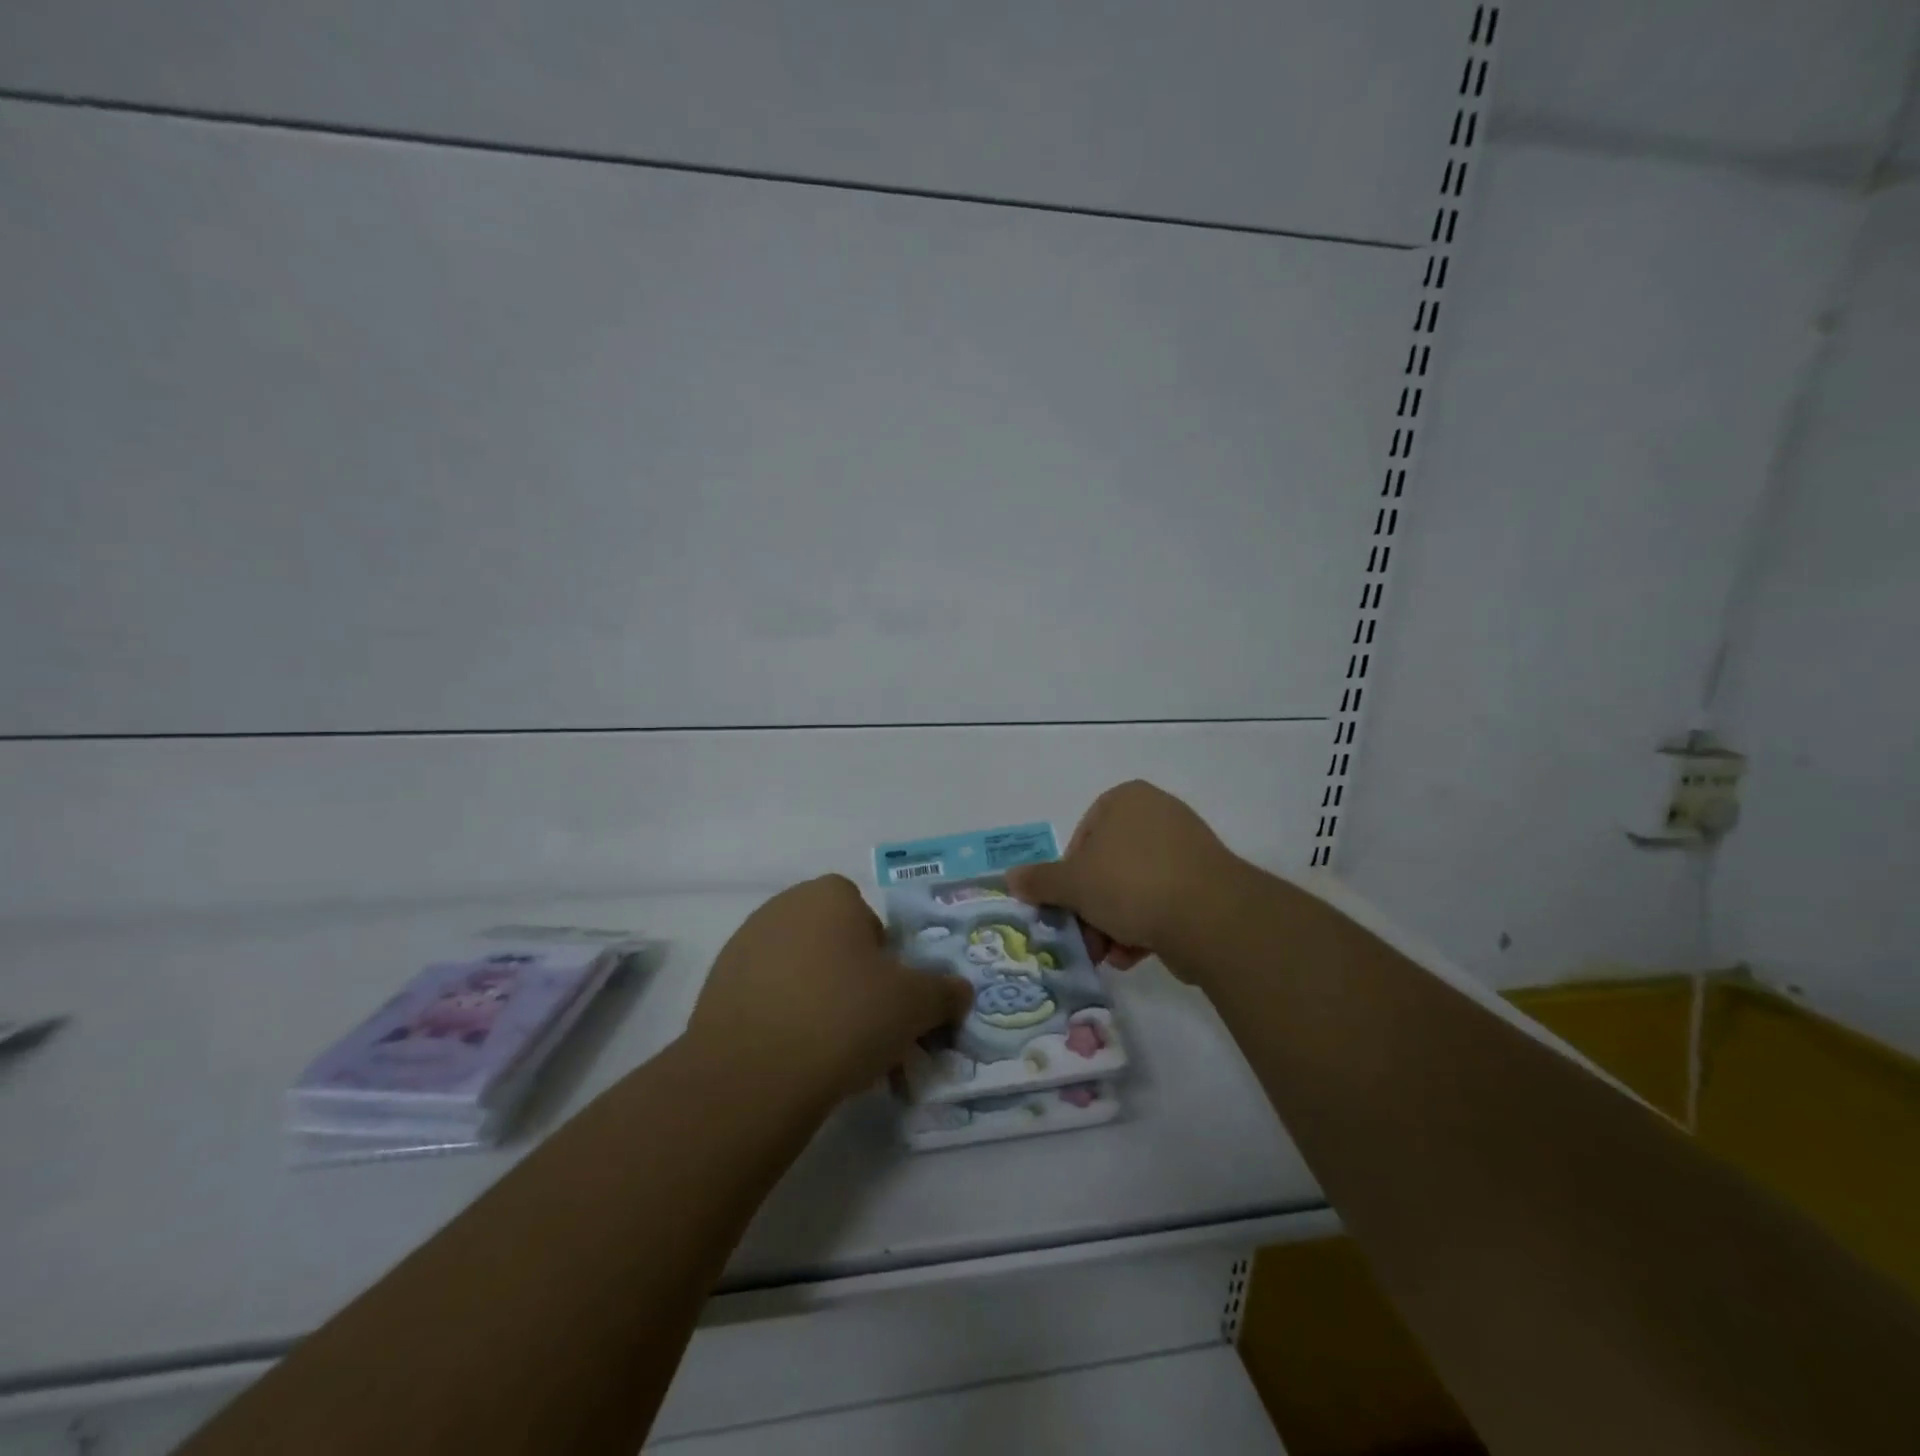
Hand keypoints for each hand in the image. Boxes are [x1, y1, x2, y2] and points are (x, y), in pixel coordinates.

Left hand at [688, 875, 973, 1103]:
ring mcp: (743, 945)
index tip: (886, 995)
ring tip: (828, 1049)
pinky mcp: (716, 987)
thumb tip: (961, 991)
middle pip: (831, 942)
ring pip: (798, 970)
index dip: (883, 956)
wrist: (754, 1074)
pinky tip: (792, 1057)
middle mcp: (782, 907)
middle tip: (864, 1024)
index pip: (868, 917)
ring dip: (816, 998)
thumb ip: (944, 991)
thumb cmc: (845, 1017)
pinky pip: (765, 997)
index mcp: (829, 895)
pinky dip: (782, 1018)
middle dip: (850, 977)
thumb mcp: (915, 1005)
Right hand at [1005, 781, 1245, 974]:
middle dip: (1092, 908)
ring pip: (1133, 888)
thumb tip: (1010, 878)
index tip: (1067, 907)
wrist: (1209, 916)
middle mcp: (1157, 814)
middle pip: (1107, 866)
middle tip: (1085, 940)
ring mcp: (1186, 847)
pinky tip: (1136, 955)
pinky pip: (1162, 900)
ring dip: (1114, 924)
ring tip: (1111, 955)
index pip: (1081, 837)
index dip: (1068, 877)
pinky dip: (1145, 926)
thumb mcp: (1073, 884)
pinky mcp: (1206, 880)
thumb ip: (1039, 880)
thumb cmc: (1130, 883)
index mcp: (1125, 799)